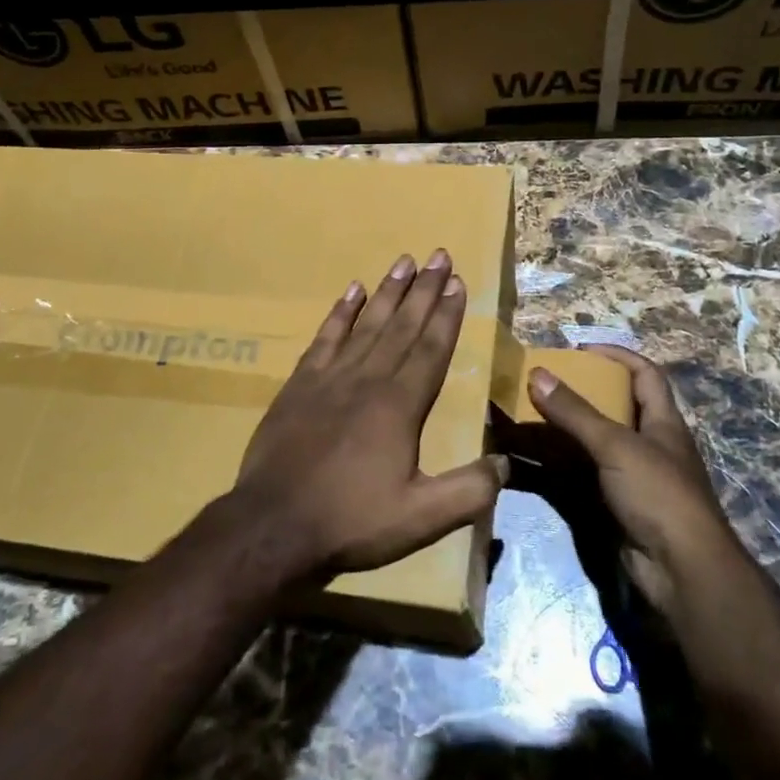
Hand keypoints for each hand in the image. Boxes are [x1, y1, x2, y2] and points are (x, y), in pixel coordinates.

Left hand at [230, 250, 507, 582]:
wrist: (273, 524)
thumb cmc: (351, 521)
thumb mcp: (420, 519)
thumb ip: (468, 492)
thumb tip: (506, 464)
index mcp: (400, 406)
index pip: (430, 348)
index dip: (446, 314)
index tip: (457, 281)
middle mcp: (368, 379)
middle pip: (402, 325)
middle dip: (425, 289)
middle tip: (439, 255)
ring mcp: (330, 376)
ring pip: (367, 323)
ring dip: (388, 291)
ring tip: (405, 261)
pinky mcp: (300, 383)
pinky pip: (325, 337)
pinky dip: (340, 312)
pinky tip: (352, 291)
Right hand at [528, 345, 731, 612]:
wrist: (682, 574)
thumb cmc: (658, 495)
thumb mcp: (615, 445)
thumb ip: (575, 412)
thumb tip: (537, 373)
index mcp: (663, 423)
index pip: (645, 374)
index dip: (617, 355)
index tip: (580, 349)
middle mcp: (651, 446)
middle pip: (616, 408)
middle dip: (581, 393)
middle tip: (544, 384)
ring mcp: (634, 479)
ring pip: (594, 444)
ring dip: (564, 431)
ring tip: (528, 417)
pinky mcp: (617, 507)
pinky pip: (583, 476)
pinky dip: (559, 466)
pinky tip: (532, 461)